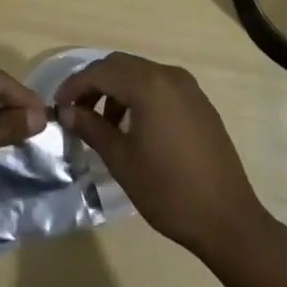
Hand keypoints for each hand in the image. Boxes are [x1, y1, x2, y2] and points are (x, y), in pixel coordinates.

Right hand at [55, 52, 266, 261]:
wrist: (228, 220)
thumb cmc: (168, 190)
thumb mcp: (122, 160)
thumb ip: (92, 128)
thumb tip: (68, 111)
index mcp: (149, 85)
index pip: (101, 71)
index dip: (75, 85)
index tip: (58, 105)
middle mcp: (169, 76)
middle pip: (121, 66)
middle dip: (95, 84)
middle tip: (76, 111)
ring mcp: (189, 88)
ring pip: (141, 74)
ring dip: (117, 90)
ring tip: (104, 124)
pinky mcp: (200, 104)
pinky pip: (161, 87)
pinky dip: (140, 96)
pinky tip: (134, 127)